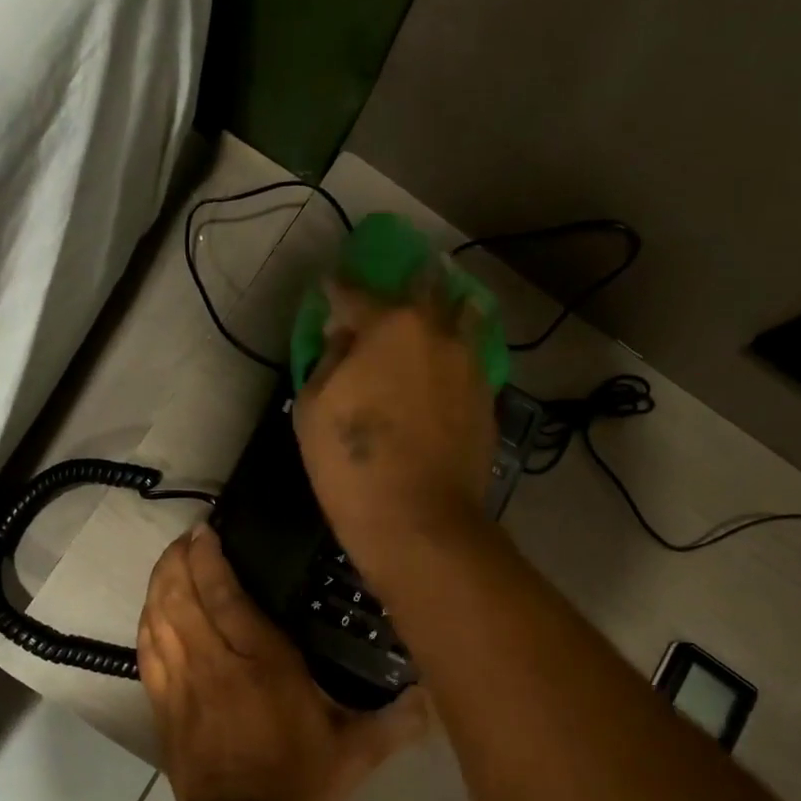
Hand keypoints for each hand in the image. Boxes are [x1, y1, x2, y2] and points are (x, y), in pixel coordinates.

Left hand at [138, 525, 424, 800]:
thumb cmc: (300, 783)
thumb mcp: (357, 752)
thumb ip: (395, 721)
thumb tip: (434, 698)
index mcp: (261, 663)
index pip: (223, 595)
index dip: (208, 558)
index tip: (206, 531)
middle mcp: (214, 663)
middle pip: (181, 597)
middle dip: (177, 561)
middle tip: (186, 539)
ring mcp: (181, 684)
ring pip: (159, 619)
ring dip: (158, 584)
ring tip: (168, 562)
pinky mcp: (163, 706)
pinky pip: (146, 652)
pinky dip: (146, 623)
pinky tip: (150, 610)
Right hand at [293, 282, 495, 589]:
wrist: (418, 520)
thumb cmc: (352, 463)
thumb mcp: (313, 409)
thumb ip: (328, 361)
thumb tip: (344, 338)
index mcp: (388, 328)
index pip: (354, 294)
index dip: (337, 289)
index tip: (329, 286)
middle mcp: (436, 333)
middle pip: (423, 288)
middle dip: (406, 280)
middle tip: (395, 284)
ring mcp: (469, 364)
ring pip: (463, 315)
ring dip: (445, 305)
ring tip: (435, 308)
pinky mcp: (487, 396)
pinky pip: (473, 354)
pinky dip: (460, 345)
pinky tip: (450, 355)